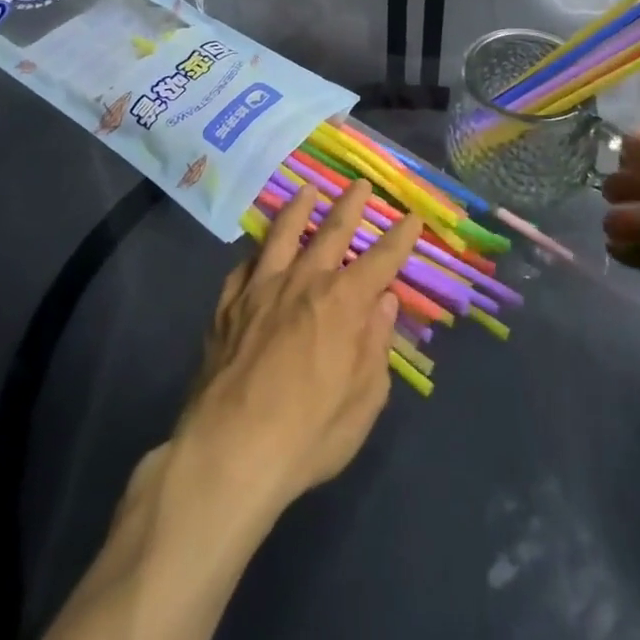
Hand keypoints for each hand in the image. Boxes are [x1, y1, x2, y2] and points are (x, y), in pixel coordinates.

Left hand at [173, 179, 422, 521]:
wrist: (226, 454)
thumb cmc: (307, 436)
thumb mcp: (363, 401)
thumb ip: (375, 347)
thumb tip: (384, 304)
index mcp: (343, 302)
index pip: (381, 259)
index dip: (400, 237)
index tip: (412, 216)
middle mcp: (303, 282)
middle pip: (332, 231)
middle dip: (351, 205)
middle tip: (361, 185)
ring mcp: (260, 290)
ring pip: (283, 235)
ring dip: (299, 209)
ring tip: (307, 190)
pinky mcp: (227, 307)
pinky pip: (244, 268)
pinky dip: (257, 254)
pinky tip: (258, 252)